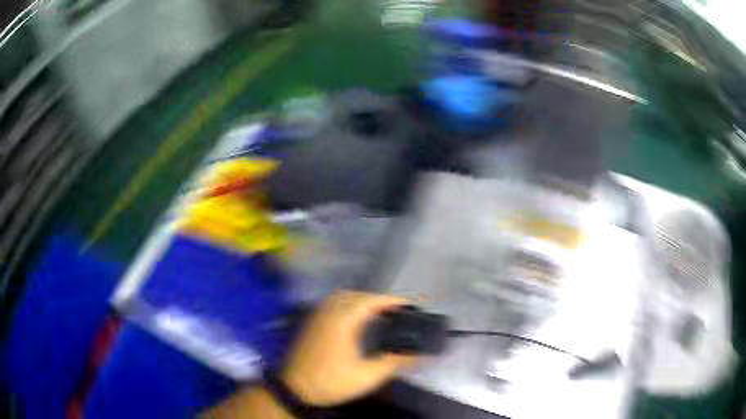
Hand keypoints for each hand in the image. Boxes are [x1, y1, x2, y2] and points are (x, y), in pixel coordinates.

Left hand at [281, 291, 413, 406]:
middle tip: (396, 311)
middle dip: (378, 299)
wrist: (295, 388)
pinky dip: (348, 304)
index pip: (370, 301)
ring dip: (362, 300)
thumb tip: (418, 355)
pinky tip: (356, 319)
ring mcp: (317, 317)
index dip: (391, 300)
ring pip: (343, 297)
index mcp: (342, 322)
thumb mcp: (367, 376)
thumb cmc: (332, 382)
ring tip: (379, 313)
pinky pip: (332, 304)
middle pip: (357, 295)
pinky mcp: (312, 323)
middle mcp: (329, 313)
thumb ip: (393, 362)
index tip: (409, 304)